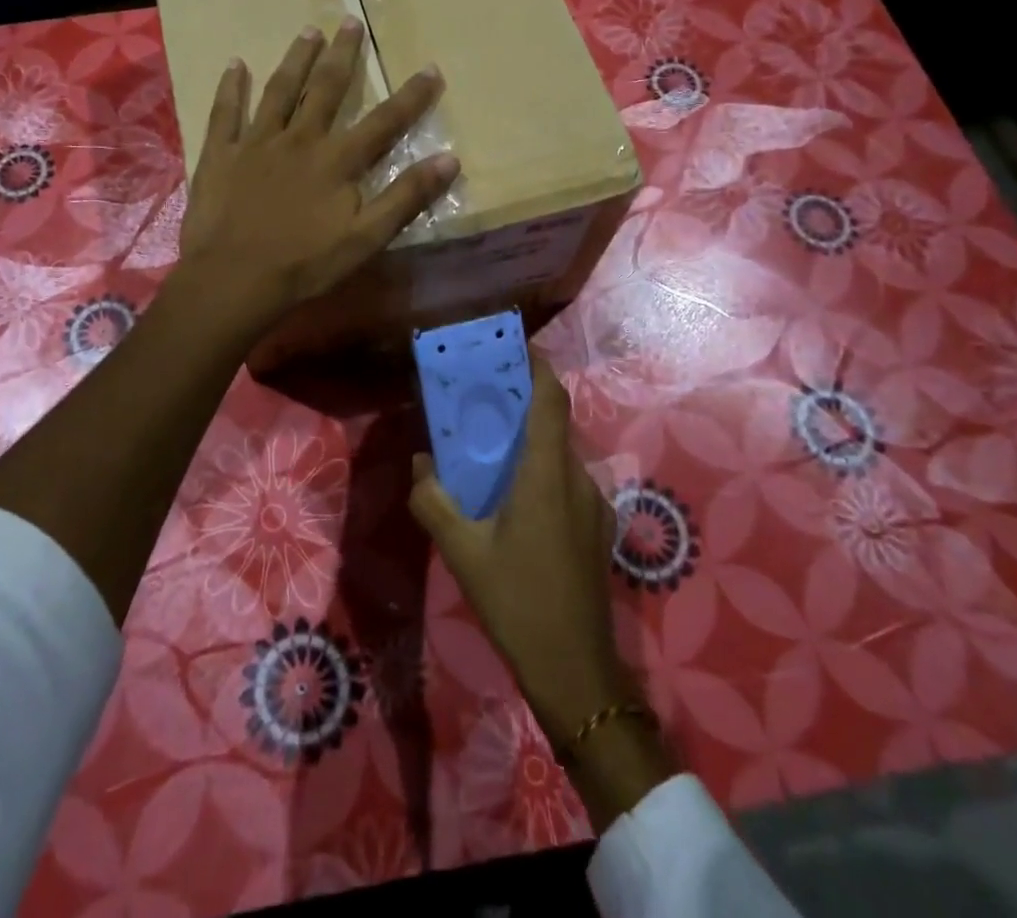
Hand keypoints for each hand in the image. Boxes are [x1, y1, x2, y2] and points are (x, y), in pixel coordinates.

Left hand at [179, 18, 458, 329]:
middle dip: (342, 55)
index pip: (384, 121)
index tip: (430, 68)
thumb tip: (450, 160)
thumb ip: (406, 197)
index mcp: (337, 160)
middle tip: (350, 22)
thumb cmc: (304, 264)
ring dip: (294, 59)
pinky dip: (230, 87)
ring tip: (307, 31)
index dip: (411, 96)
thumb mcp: (366, 238)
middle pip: (325, 88)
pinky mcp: (220, 154)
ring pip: (279, 90)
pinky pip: (225, 112)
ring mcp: (256, 142)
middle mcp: (299, 138)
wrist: (233, 280)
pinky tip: (235, 64)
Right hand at [410, 357, 682, 831]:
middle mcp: (577, 478)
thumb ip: (433, 500)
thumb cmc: (517, 601)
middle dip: (522, 401)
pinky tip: (513, 499)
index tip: (512, 345)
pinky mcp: (596, 528)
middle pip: (553, 422)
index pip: (550, 400)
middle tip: (483, 397)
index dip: (536, 366)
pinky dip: (540, 470)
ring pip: (559, 453)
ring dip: (530, 440)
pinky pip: (566, 481)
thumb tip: (420, 463)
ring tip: (491, 447)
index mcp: (547, 474)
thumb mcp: (461, 551)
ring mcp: (593, 505)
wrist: (576, 670)